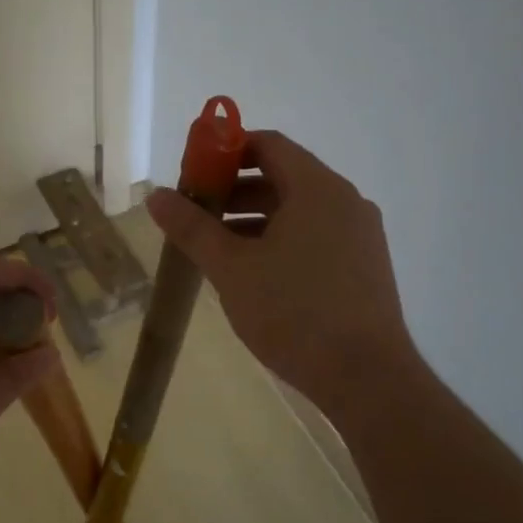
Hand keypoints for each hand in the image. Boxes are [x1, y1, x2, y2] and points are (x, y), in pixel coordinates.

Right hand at [146, 130, 419, 409]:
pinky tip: (255, 273)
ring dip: (255, 218)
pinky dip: (281, 239)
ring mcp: (360, 234)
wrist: (367, 378)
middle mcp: (344, 201)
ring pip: (298, 210)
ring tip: (217, 248)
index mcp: (317, 188)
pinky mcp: (364, 265)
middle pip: (282, 175)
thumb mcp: (232, 268)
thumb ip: (192, 228)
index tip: (193, 176)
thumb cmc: (294, 312)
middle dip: (234, 190)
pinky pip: (316, 235)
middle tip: (197, 216)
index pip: (268, 144)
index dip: (225, 152)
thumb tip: (155, 195)